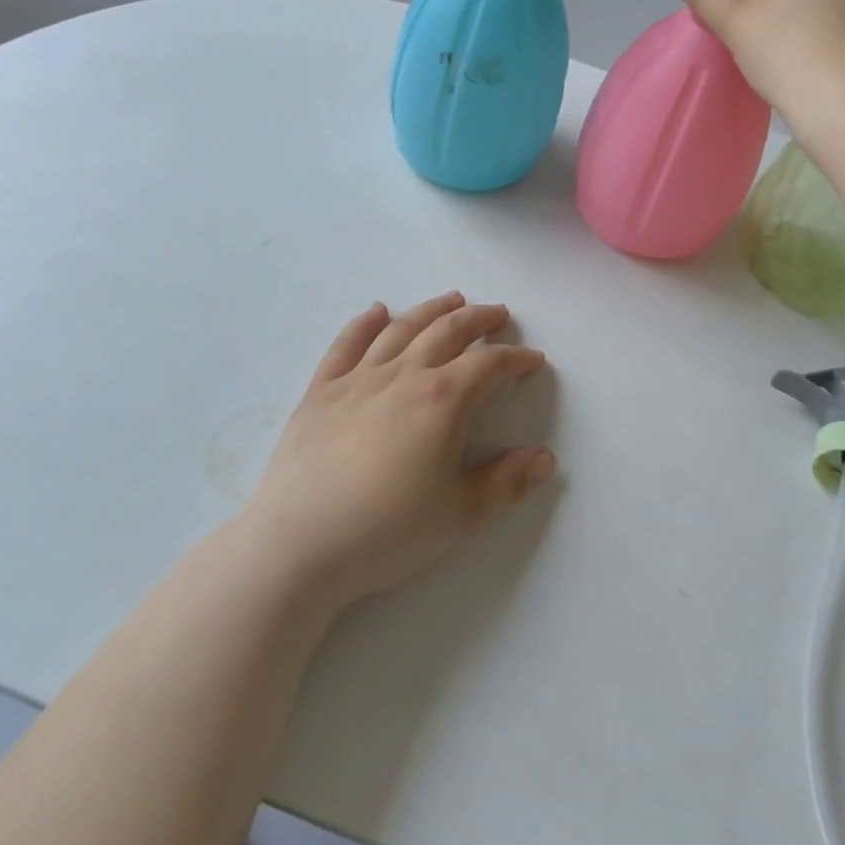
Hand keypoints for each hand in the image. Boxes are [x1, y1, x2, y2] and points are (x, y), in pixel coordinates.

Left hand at [240, 294, 555, 609]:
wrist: (298, 545)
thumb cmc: (387, 531)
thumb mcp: (461, 515)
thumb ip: (507, 482)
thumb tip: (545, 457)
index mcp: (443, 400)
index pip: (489, 364)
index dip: (516, 359)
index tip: (532, 360)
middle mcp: (404, 374)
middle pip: (448, 331)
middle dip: (479, 318)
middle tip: (498, 313)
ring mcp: (359, 378)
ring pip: (403, 328)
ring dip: (432, 309)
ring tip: (452, 299)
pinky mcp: (321, 390)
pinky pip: (347, 344)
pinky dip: (365, 323)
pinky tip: (377, 310)